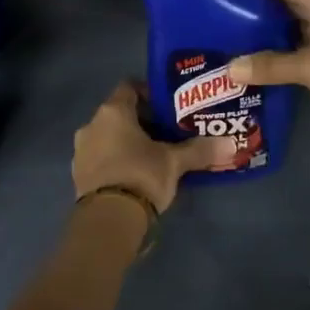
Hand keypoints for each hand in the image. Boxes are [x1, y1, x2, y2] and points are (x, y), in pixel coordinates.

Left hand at [72, 81, 227, 215]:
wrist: (107, 222)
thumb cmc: (141, 176)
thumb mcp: (174, 162)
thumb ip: (199, 150)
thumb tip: (230, 144)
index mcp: (112, 112)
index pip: (129, 87)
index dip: (149, 92)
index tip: (169, 106)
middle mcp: (92, 125)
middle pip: (119, 113)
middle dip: (143, 121)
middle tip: (168, 132)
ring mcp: (81, 152)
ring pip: (109, 137)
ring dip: (128, 142)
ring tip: (154, 155)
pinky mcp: (79, 176)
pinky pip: (101, 158)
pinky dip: (117, 161)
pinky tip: (136, 174)